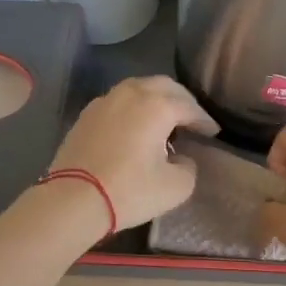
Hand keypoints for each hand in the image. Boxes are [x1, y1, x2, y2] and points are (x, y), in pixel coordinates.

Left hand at [48, 76, 218, 229]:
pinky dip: (133, 107)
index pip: (189, 107)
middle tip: (192, 119)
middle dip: (182, 100)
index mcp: (157, 106)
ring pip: (139, 88)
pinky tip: (135, 126)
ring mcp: (106, 101)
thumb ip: (188, 167)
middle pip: (165, 86)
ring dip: (156, 99)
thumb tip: (181, 158)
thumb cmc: (128, 191)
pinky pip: (118, 101)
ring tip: (164, 119)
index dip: (204, 120)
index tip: (212, 133)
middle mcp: (132, 94)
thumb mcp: (175, 187)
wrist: (72, 200)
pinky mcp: (87, 114)